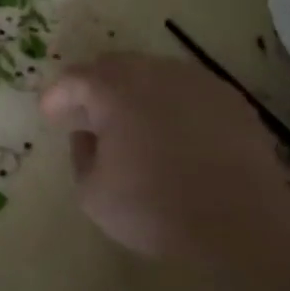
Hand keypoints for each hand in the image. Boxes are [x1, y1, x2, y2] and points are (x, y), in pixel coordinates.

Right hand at [40, 54, 289, 264]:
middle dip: (95, 87)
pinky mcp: (231, 100)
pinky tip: (173, 133)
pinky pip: (188, 91)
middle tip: (86, 114)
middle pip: (115, 66)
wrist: (240, 223)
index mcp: (115, 90)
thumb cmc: (153, 208)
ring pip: (155, 74)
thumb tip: (88, 134)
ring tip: (130, 123)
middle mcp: (156, 72)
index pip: (76, 78)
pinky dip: (171, 104)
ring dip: (135, 92)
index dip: (57, 95)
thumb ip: (81, 154)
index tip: (49, 114)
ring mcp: (198, 82)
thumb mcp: (92, 193)